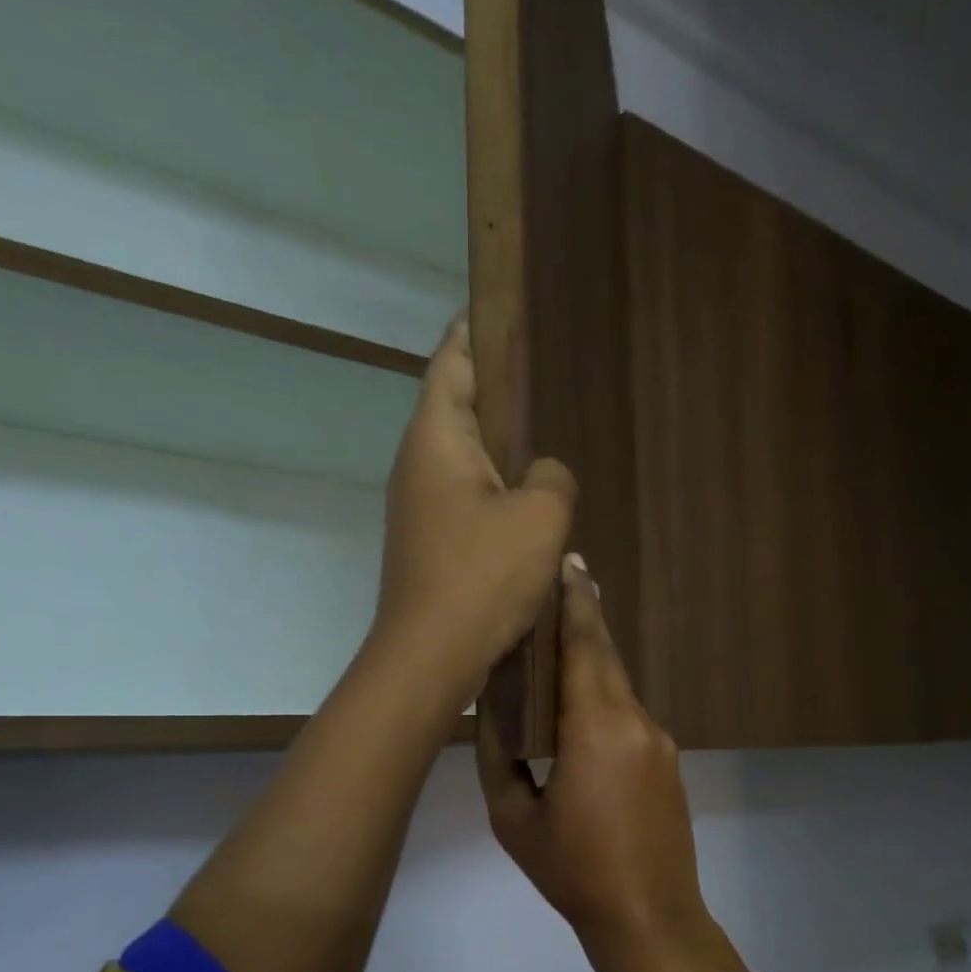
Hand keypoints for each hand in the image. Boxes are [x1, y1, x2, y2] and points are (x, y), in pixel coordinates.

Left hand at [373, 315, 575, 707]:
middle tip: (539, 382)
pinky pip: (466, 503)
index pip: (453, 364)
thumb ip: (553, 478)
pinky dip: (494, 496)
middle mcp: (418, 466)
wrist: (430, 657)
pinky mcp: (428, 546)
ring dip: (498, 453)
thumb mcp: (540, 518)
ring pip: (463, 462)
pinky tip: (526, 512)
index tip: (500, 315)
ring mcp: (418, 509)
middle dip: (494, 394)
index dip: (476, 334)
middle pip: (456, 411)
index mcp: (437, 440)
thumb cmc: (482, 577)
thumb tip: (542, 474)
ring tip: (541, 447)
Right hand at [478, 555, 709, 939]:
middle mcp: (635, 721)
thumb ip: (500, 756)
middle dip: (583, 621)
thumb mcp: (515, 817)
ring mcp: (659, 740)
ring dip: (590, 663)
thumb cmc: (573, 871)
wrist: (650, 918)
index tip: (569, 562)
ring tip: (557, 647)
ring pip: (618, 686)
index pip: (585, 646)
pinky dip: (603, 698)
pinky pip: (629, 714)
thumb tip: (494, 712)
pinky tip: (580, 711)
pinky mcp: (668, 761)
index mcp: (596, 727)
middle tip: (560, 588)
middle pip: (605, 657)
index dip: (576, 602)